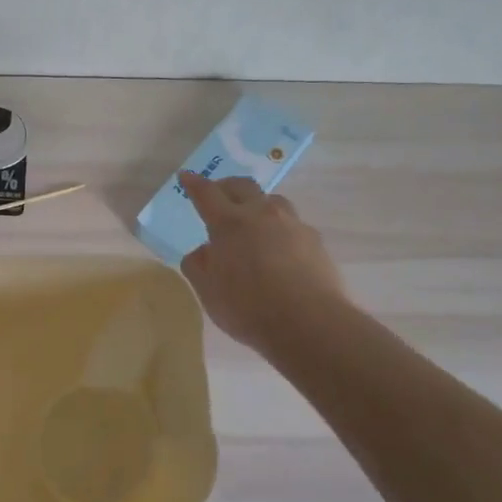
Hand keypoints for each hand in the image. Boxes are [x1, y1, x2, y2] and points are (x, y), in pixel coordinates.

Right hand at [177, 171, 346, 355]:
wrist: (309, 324)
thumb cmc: (248, 307)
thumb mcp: (208, 291)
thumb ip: (198, 265)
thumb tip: (204, 250)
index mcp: (229, 223)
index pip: (206, 194)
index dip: (194, 184)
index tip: (186, 177)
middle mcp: (261, 214)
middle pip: (242, 186)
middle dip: (226, 186)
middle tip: (218, 196)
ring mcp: (292, 225)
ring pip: (273, 201)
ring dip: (258, 205)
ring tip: (253, 224)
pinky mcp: (315, 241)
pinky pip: (293, 226)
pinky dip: (280, 230)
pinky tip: (280, 251)